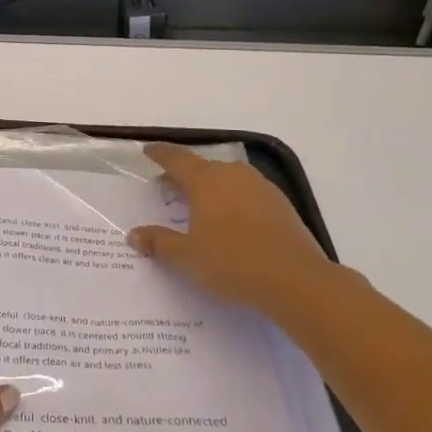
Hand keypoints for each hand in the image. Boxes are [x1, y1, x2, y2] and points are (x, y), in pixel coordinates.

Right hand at [127, 143, 349, 314]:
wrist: (297, 281)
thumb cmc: (233, 263)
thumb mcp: (187, 257)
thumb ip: (159, 243)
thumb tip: (134, 235)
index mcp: (205, 180)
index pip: (176, 159)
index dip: (160, 154)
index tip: (148, 151)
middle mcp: (233, 175)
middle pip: (203, 167)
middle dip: (184, 174)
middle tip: (169, 187)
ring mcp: (261, 188)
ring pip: (228, 179)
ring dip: (211, 187)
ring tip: (200, 205)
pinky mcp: (281, 205)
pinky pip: (247, 194)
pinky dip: (233, 201)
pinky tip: (232, 222)